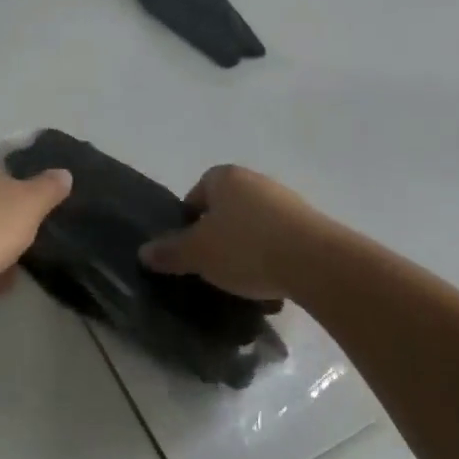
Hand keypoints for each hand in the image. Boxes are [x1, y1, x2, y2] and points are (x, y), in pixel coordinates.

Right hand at [139, 165, 338, 301]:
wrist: (315, 262)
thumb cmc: (245, 248)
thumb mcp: (198, 254)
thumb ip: (170, 252)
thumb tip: (143, 252)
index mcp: (224, 177)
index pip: (197, 193)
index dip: (189, 221)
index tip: (190, 250)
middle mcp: (255, 180)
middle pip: (226, 208)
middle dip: (219, 234)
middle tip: (213, 265)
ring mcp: (285, 200)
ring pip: (254, 224)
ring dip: (246, 247)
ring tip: (243, 279)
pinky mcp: (310, 223)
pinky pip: (279, 238)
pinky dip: (271, 256)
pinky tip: (271, 281)